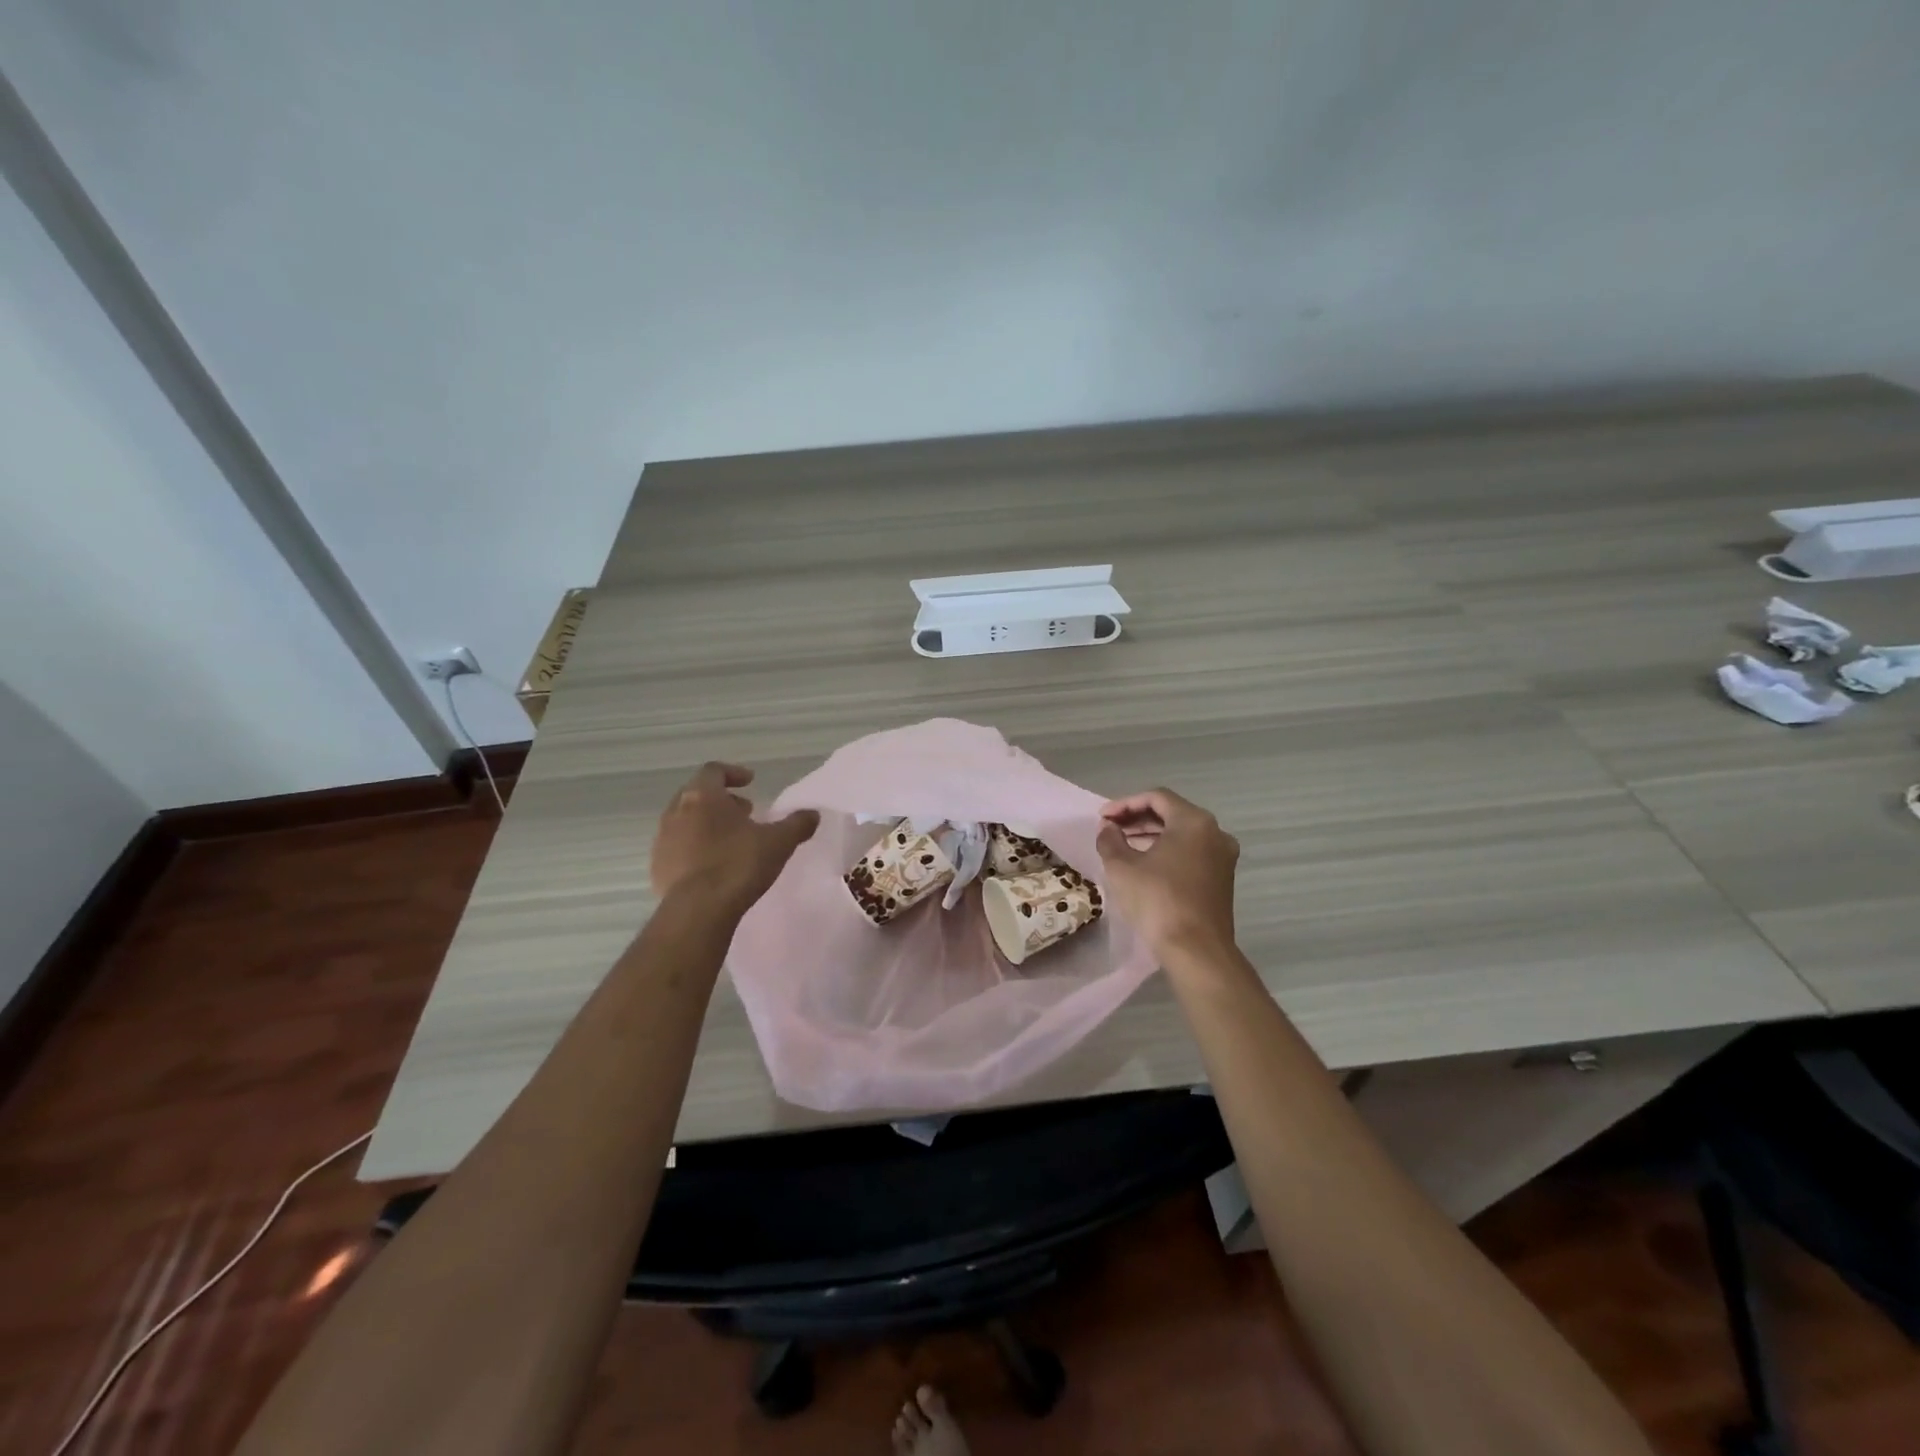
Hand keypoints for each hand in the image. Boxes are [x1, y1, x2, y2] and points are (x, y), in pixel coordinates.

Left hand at [650, 762, 819, 917]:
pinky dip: (695, 847)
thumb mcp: (779, 842)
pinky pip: (677, 847)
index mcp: (703, 797)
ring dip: (707, 824)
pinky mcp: (657, 867)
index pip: (714, 771)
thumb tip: (812, 814)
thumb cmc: (739, 864)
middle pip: (697, 795)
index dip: (733, 773)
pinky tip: (714, 865)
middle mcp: (677, 812)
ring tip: (731, 839)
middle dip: (721, 800)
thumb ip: (797, 824)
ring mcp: (662, 840)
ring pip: (685, 821)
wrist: (698, 910)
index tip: (750, 782)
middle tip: (744, 811)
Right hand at [1095, 788, 1239, 962]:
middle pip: (1171, 813)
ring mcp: (1222, 857)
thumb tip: (1108, 828)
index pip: (1156, 797)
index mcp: (1194, 821)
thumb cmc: (1158, 901)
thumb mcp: (1122, 867)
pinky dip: (1167, 851)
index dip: (1124, 804)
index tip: (1102, 818)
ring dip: (1151, 835)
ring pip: (1182, 834)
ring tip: (1121, 845)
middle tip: (1110, 829)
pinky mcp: (1222, 878)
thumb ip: (1110, 840)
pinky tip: (1144, 864)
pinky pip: (1191, 852)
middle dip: (1137, 819)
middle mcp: (1215, 833)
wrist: (1196, 951)